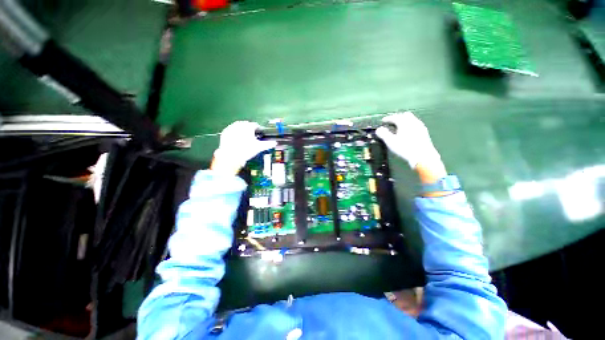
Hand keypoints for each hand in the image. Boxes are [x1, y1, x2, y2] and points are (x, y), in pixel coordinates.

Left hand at [212, 121, 276, 174]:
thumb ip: (268, 144)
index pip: (255, 125)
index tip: (259, 133)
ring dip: (242, 130)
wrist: (231, 156)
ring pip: (238, 126)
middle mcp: (239, 125)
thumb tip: (274, 143)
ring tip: (244, 138)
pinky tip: (236, 139)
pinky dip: (235, 133)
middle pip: (247, 125)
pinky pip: (231, 130)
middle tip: (252, 137)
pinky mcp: (225, 132)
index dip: (258, 129)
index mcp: (248, 126)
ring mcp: (231, 128)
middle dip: (250, 129)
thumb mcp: (259, 147)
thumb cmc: (246, 150)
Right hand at [376, 112, 447, 187]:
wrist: (423, 157)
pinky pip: (415, 125)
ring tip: (398, 127)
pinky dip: (409, 126)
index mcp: (404, 123)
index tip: (383, 121)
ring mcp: (420, 127)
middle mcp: (413, 122)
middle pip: (404, 115)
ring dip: (404, 121)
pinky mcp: (424, 133)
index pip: (395, 117)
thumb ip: (383, 134)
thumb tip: (378, 129)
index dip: (388, 118)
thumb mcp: (391, 142)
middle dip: (397, 117)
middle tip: (391, 122)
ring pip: (411, 119)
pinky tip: (407, 133)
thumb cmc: (405, 148)